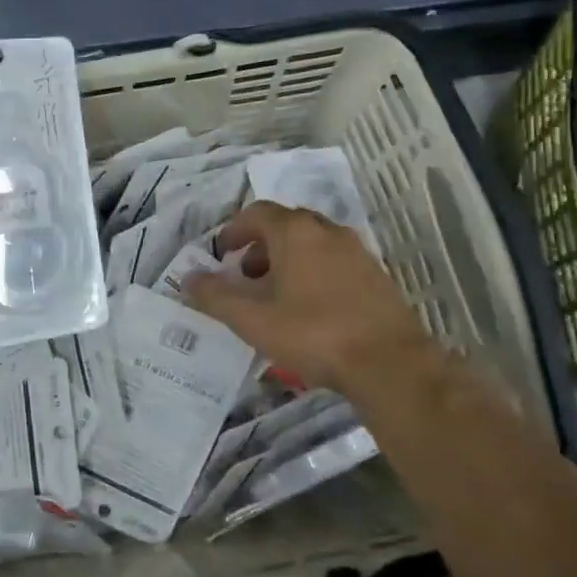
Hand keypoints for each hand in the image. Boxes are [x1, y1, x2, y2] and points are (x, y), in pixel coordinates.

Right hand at [185, 201, 442, 413]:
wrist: (389, 363)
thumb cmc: (313, 333)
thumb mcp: (252, 319)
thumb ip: (215, 296)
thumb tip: (187, 278)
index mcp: (295, 232)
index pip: (257, 213)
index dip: (234, 230)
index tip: (221, 253)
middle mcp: (327, 231)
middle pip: (285, 225)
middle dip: (260, 247)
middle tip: (245, 276)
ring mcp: (356, 252)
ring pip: (312, 244)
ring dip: (287, 261)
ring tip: (275, 297)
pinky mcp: (376, 276)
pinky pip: (334, 263)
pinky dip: (313, 274)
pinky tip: (310, 310)